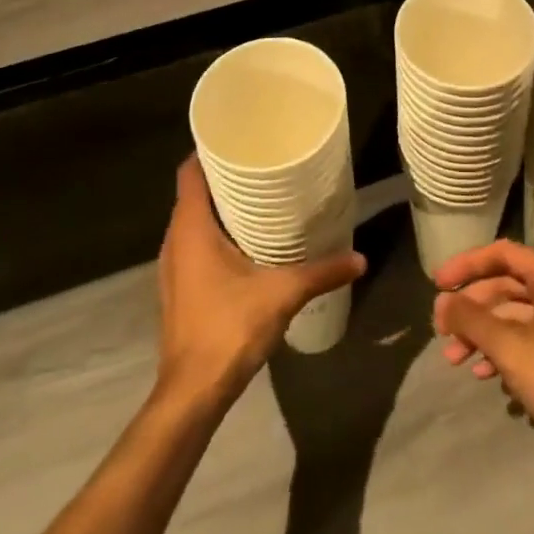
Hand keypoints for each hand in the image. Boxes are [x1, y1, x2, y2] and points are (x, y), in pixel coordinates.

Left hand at [157, 158, 365, 400]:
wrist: (192, 393)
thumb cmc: (228, 328)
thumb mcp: (282, 294)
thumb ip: (321, 272)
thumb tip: (360, 258)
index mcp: (191, 227)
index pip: (190, 171)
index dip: (210, 151)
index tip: (240, 140)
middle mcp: (175, 239)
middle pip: (194, 193)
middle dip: (224, 177)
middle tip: (261, 164)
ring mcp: (173, 266)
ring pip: (194, 220)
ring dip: (220, 208)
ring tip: (258, 198)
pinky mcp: (179, 288)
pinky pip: (194, 244)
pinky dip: (215, 234)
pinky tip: (246, 242)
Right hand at [432, 240, 533, 476]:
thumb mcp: (510, 349)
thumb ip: (472, 320)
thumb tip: (442, 302)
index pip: (502, 254)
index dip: (466, 265)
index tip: (436, 284)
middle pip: (506, 286)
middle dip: (472, 308)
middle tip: (442, 332)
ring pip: (515, 317)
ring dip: (484, 335)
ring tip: (456, 361)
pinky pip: (529, 341)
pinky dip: (504, 353)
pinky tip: (487, 378)